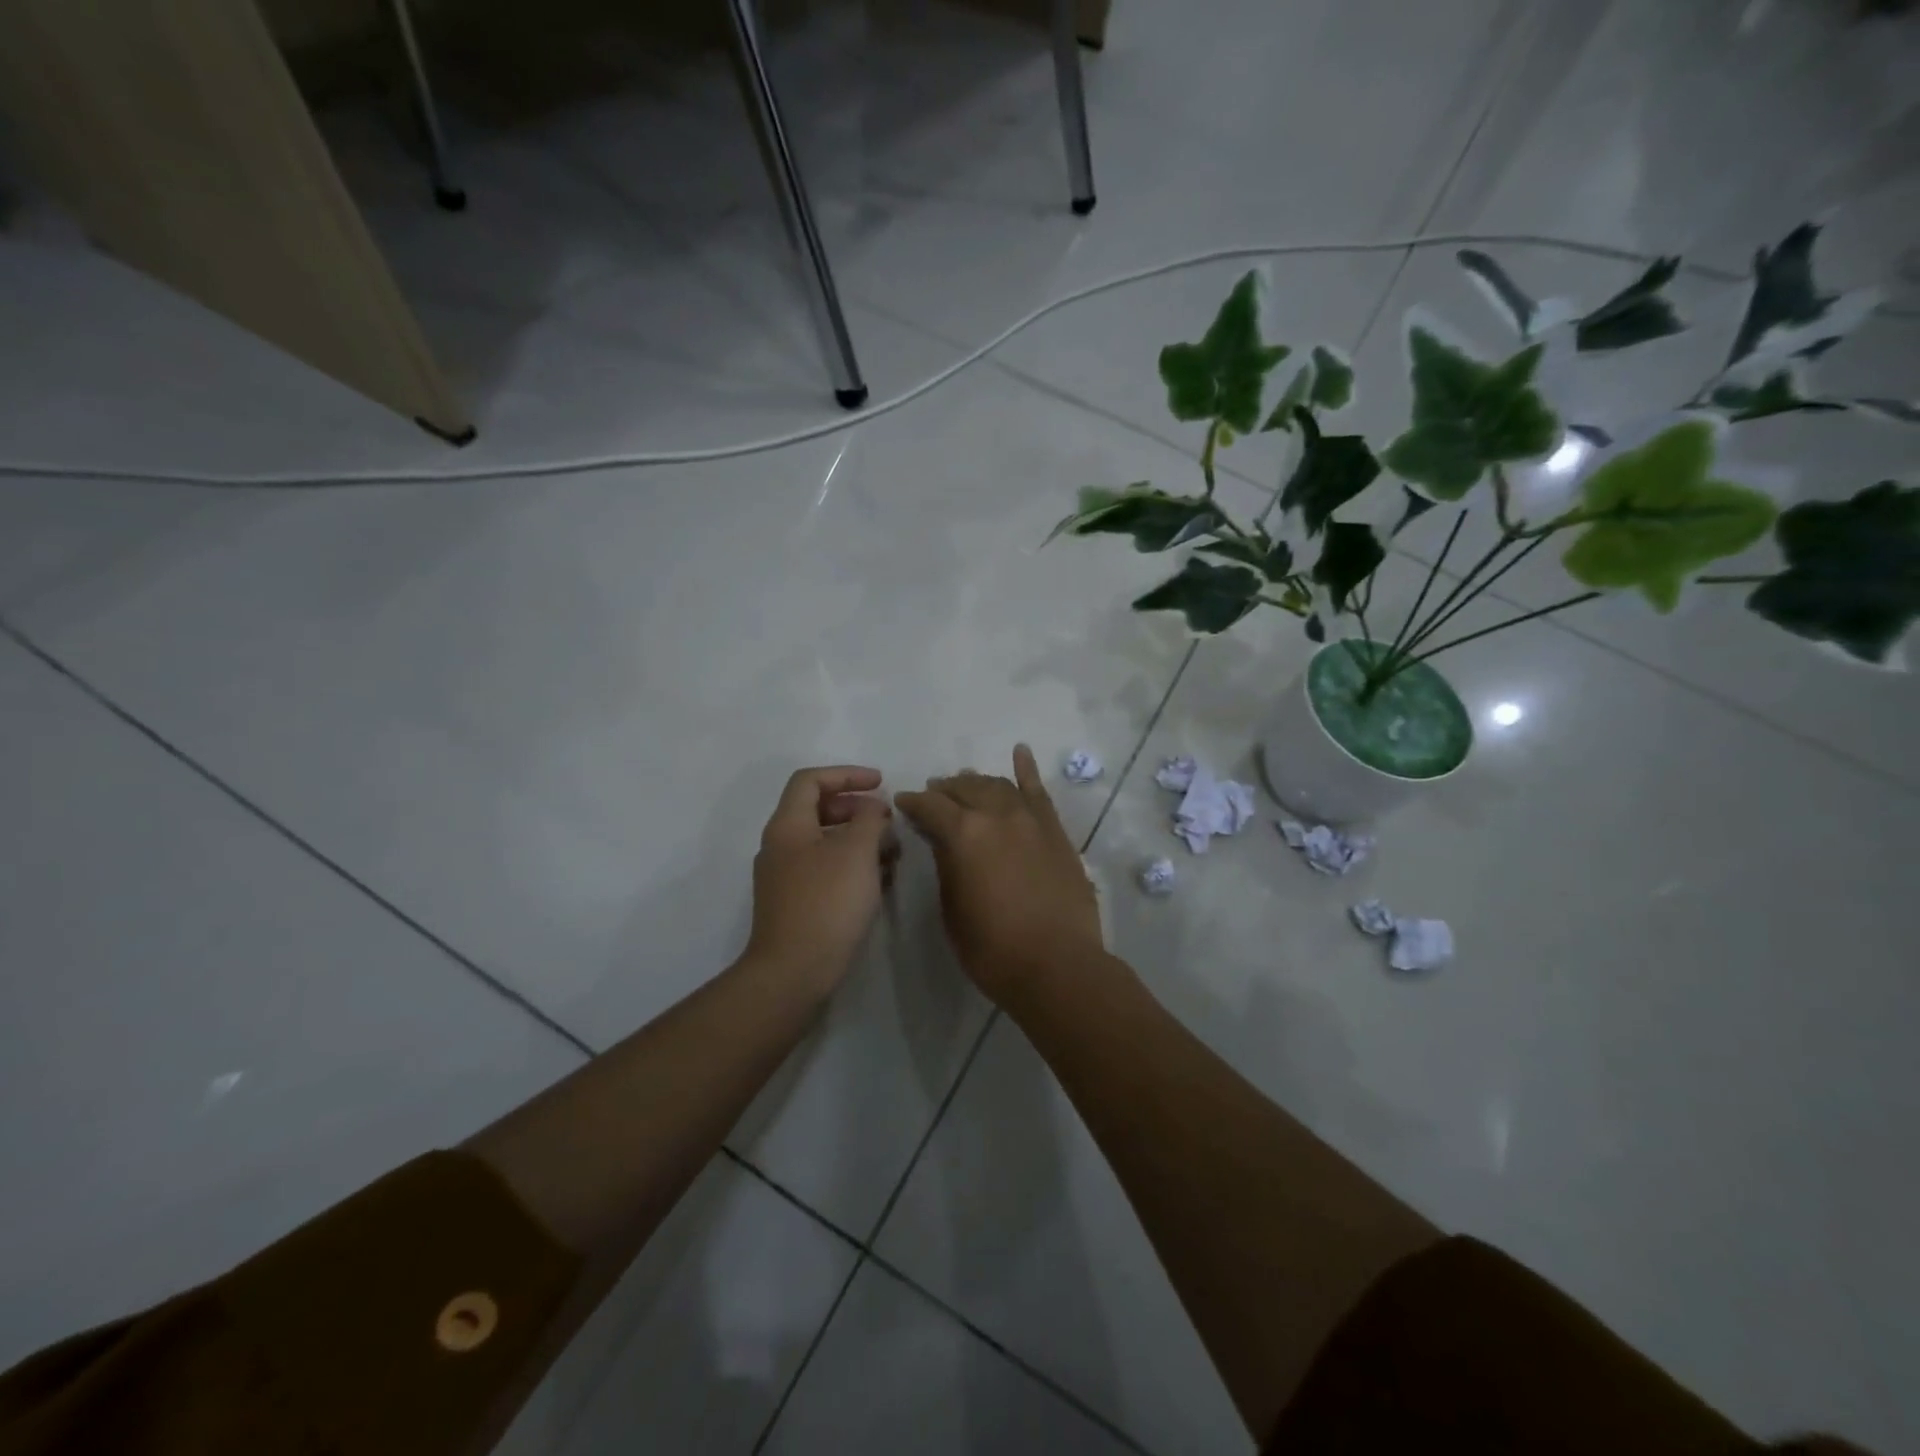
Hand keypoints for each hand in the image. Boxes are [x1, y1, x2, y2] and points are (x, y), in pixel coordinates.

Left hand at [747, 766, 897, 995]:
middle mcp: (780, 846)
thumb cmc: (827, 902)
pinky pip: (826, 870)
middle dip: (857, 809)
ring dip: (859, 839)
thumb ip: (869, 819)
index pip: (811, 780)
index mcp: (788, 826)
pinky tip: (878, 880)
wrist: (793, 973)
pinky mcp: (796, 904)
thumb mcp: (857, 851)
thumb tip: (872, 808)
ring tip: (892, 852)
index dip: (847, 774)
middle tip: (888, 820)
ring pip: (825, 842)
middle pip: (818, 810)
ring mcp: (785, 878)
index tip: (881, 784)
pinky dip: (852, 865)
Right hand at [895, 744, 1103, 1004]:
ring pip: (998, 786)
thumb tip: (943, 842)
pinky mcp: (1055, 830)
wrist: (1058, 965)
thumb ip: (946, 866)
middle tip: (934, 794)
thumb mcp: (952, 910)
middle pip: (964, 789)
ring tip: (966, 783)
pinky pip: (1039, 791)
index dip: (913, 802)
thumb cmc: (993, 948)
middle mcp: (996, 815)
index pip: (930, 806)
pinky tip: (1021, 752)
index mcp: (963, 834)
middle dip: (945, 790)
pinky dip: (1028, 769)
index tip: (903, 802)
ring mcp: (1030, 819)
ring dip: (978, 782)